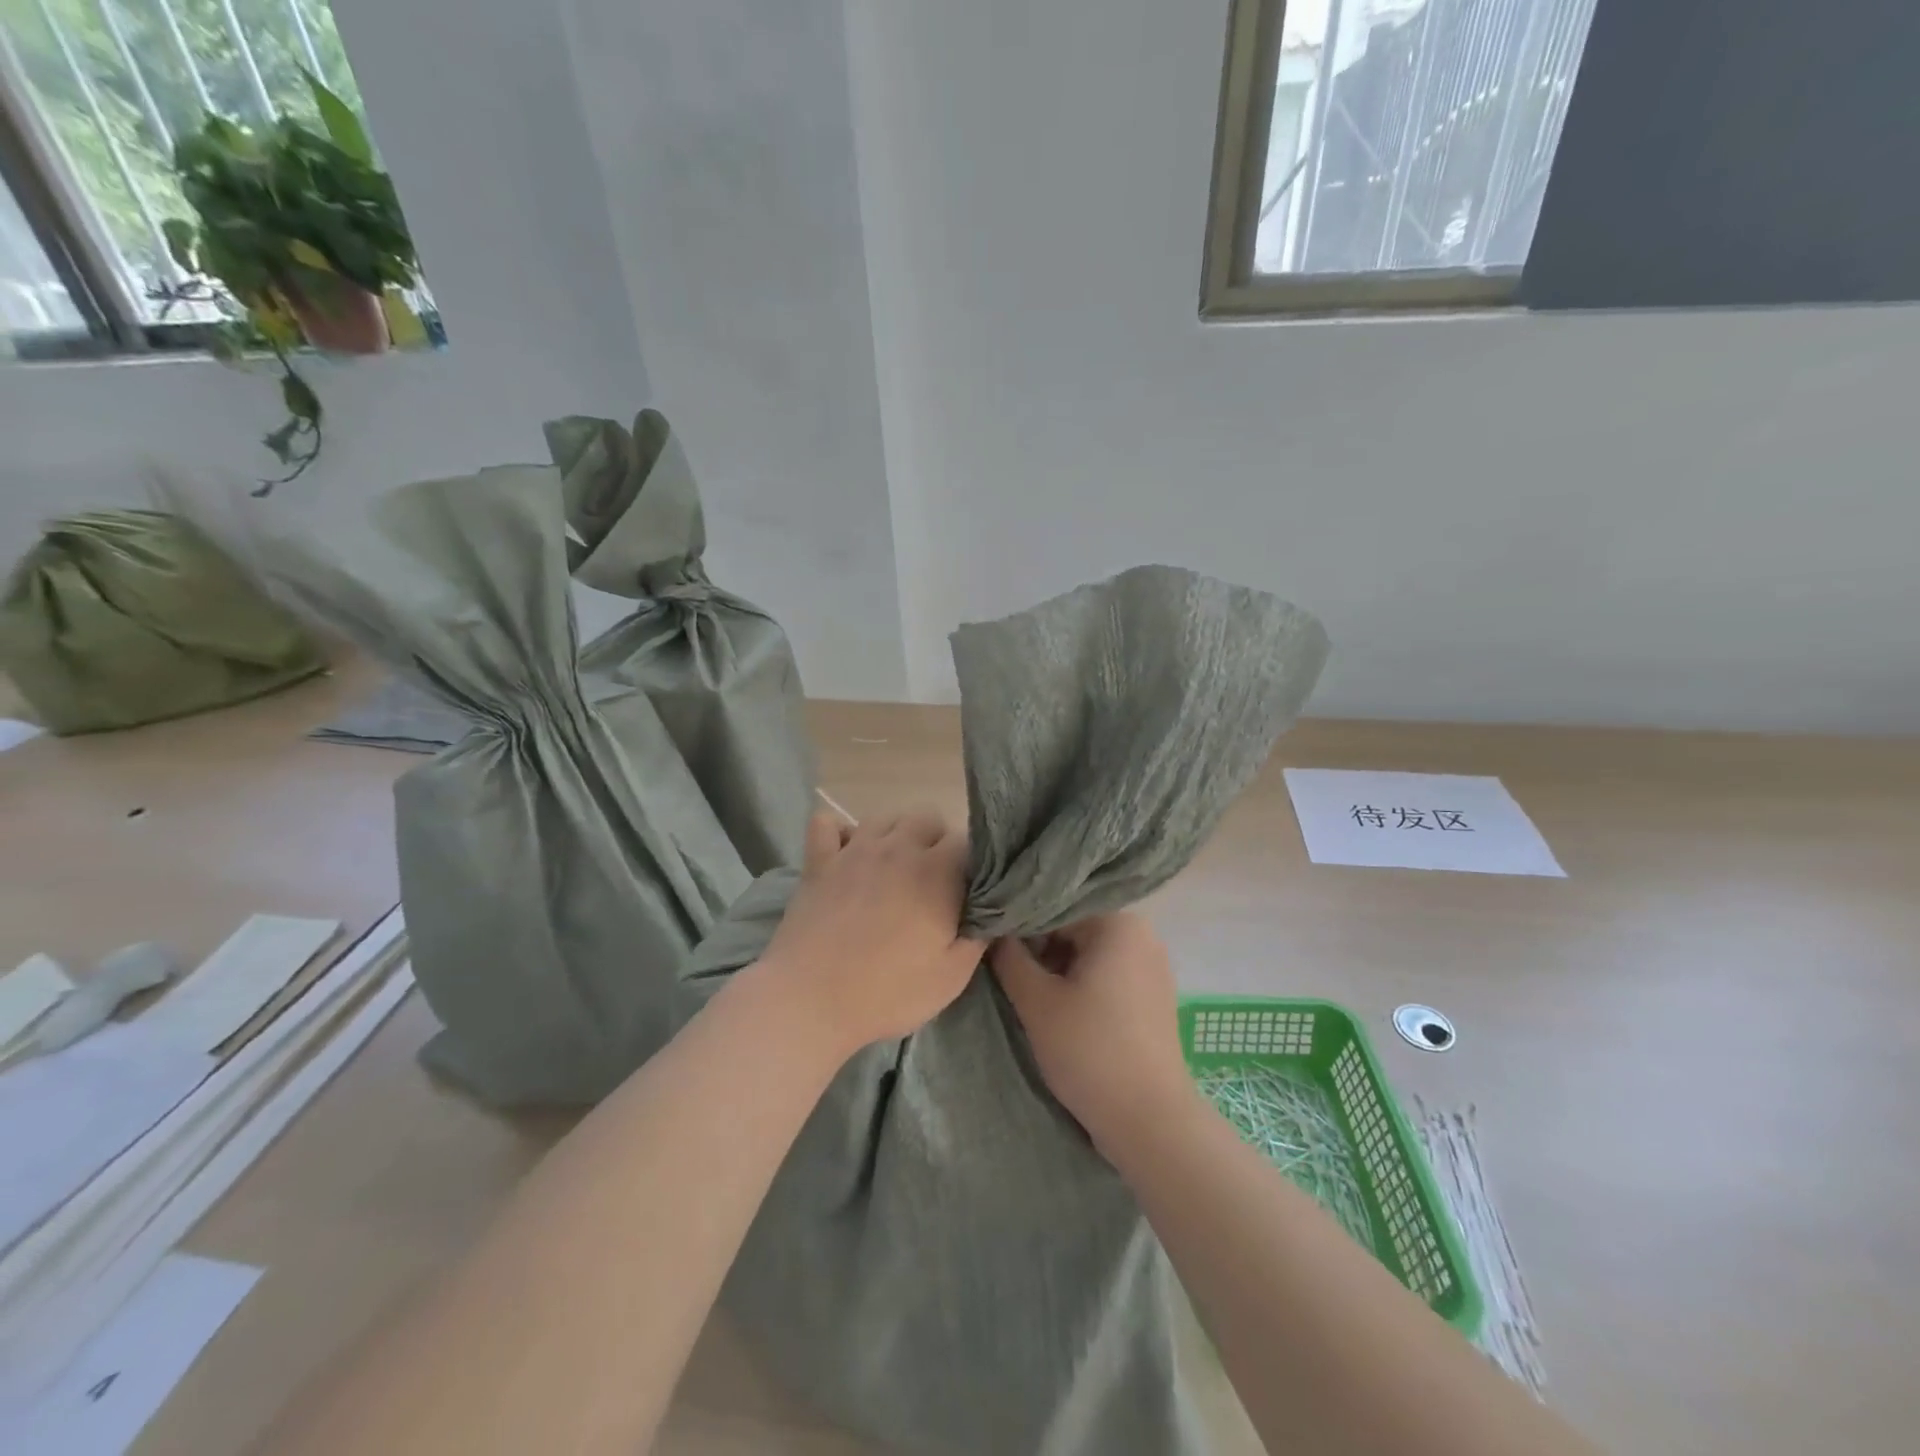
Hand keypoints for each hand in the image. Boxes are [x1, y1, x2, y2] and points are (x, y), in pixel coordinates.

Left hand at [756, 808, 982, 1059]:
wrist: (810, 1000)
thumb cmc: (888, 992)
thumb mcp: (952, 977)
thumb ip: (978, 937)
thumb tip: (990, 911)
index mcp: (937, 871)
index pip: (967, 841)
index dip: (971, 864)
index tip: (966, 891)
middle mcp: (898, 847)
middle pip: (927, 817)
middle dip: (936, 841)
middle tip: (932, 880)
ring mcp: (854, 850)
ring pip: (884, 817)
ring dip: (895, 835)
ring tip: (893, 868)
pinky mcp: (818, 861)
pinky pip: (827, 823)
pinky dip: (839, 833)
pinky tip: (846, 855)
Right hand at [991, 914, 1196, 1153]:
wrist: (1150, 1121)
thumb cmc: (1090, 1051)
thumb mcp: (1037, 1002)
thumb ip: (1009, 957)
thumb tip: (994, 931)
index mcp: (1118, 922)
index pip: (1053, 910)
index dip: (1019, 930)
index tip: (994, 953)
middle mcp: (1142, 934)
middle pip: (1073, 929)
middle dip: (1040, 951)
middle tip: (1012, 979)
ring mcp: (1153, 966)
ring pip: (1089, 953)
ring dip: (1059, 970)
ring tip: (1033, 997)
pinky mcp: (1155, 996)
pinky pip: (1109, 975)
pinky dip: (1083, 985)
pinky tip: (1064, 1011)